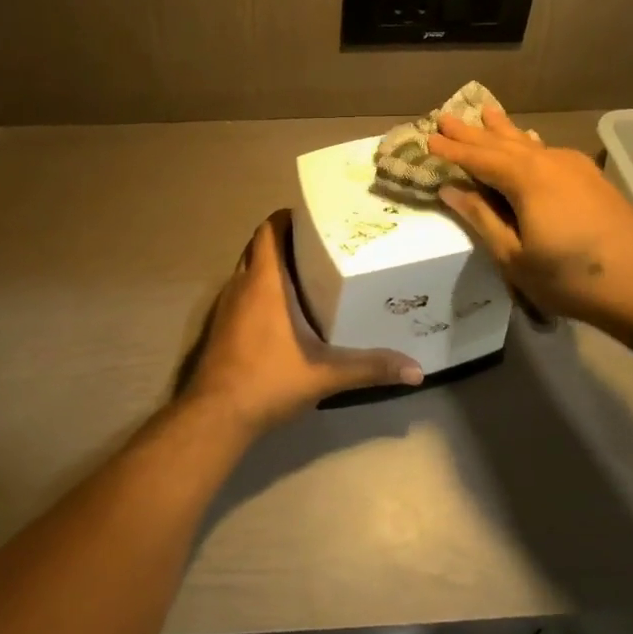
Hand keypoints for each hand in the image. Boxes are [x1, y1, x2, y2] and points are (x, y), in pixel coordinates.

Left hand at [182, 211, 421, 432]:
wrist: (216, 415)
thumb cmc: (268, 380)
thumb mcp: (325, 375)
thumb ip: (370, 368)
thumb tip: (416, 371)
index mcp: (263, 282)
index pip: (268, 231)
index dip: (287, 218)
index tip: (314, 218)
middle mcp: (241, 285)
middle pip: (258, 246)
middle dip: (284, 240)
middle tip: (319, 244)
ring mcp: (226, 306)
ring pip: (247, 269)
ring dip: (270, 264)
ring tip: (306, 271)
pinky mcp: (220, 327)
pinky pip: (241, 293)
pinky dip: (259, 289)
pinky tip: (282, 310)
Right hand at [429, 107, 632, 328]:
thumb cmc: (570, 277)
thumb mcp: (514, 256)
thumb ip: (481, 218)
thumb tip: (450, 189)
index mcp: (524, 177)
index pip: (477, 158)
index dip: (450, 150)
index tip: (426, 139)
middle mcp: (547, 161)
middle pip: (500, 142)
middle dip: (471, 132)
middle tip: (444, 115)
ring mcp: (573, 167)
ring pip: (527, 143)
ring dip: (501, 130)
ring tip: (484, 111)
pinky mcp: (590, 179)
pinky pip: (546, 151)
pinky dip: (527, 143)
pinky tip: (527, 140)